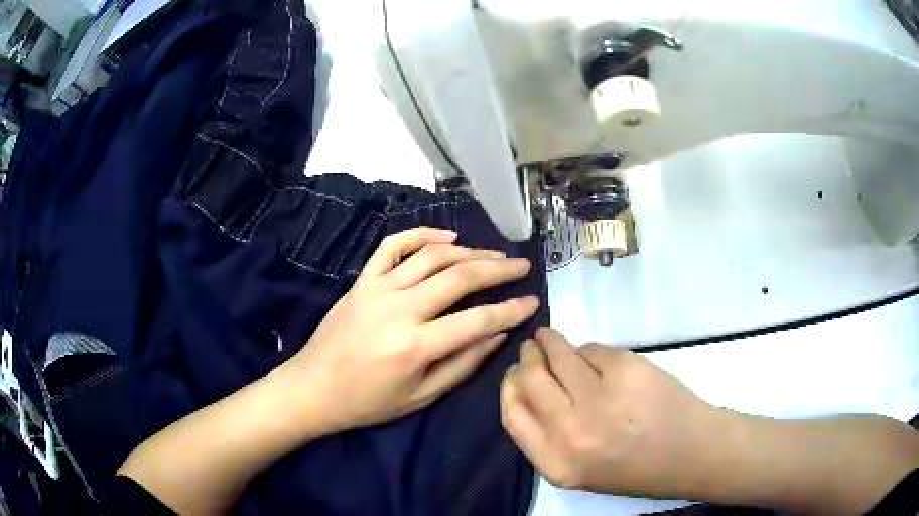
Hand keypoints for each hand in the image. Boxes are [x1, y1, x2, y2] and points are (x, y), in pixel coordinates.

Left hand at [274, 227, 539, 435]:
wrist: (313, 388)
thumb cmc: (368, 402)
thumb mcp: (421, 397)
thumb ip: (462, 364)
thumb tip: (497, 335)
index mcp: (415, 346)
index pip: (477, 320)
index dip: (510, 310)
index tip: (532, 301)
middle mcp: (399, 309)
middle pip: (458, 277)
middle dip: (497, 269)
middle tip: (521, 265)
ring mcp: (377, 289)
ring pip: (431, 256)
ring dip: (468, 250)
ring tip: (493, 254)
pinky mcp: (362, 281)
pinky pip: (392, 246)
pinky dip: (421, 235)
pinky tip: (446, 236)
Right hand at [500, 327, 718, 497]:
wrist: (689, 453)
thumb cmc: (635, 467)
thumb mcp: (578, 471)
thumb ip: (547, 438)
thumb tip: (528, 390)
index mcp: (557, 463)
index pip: (512, 415)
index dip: (509, 387)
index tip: (514, 373)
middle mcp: (571, 432)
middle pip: (530, 379)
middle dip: (528, 357)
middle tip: (532, 347)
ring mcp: (599, 398)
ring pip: (560, 356)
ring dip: (551, 342)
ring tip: (551, 337)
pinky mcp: (626, 370)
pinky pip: (593, 349)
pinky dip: (589, 350)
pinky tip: (595, 357)